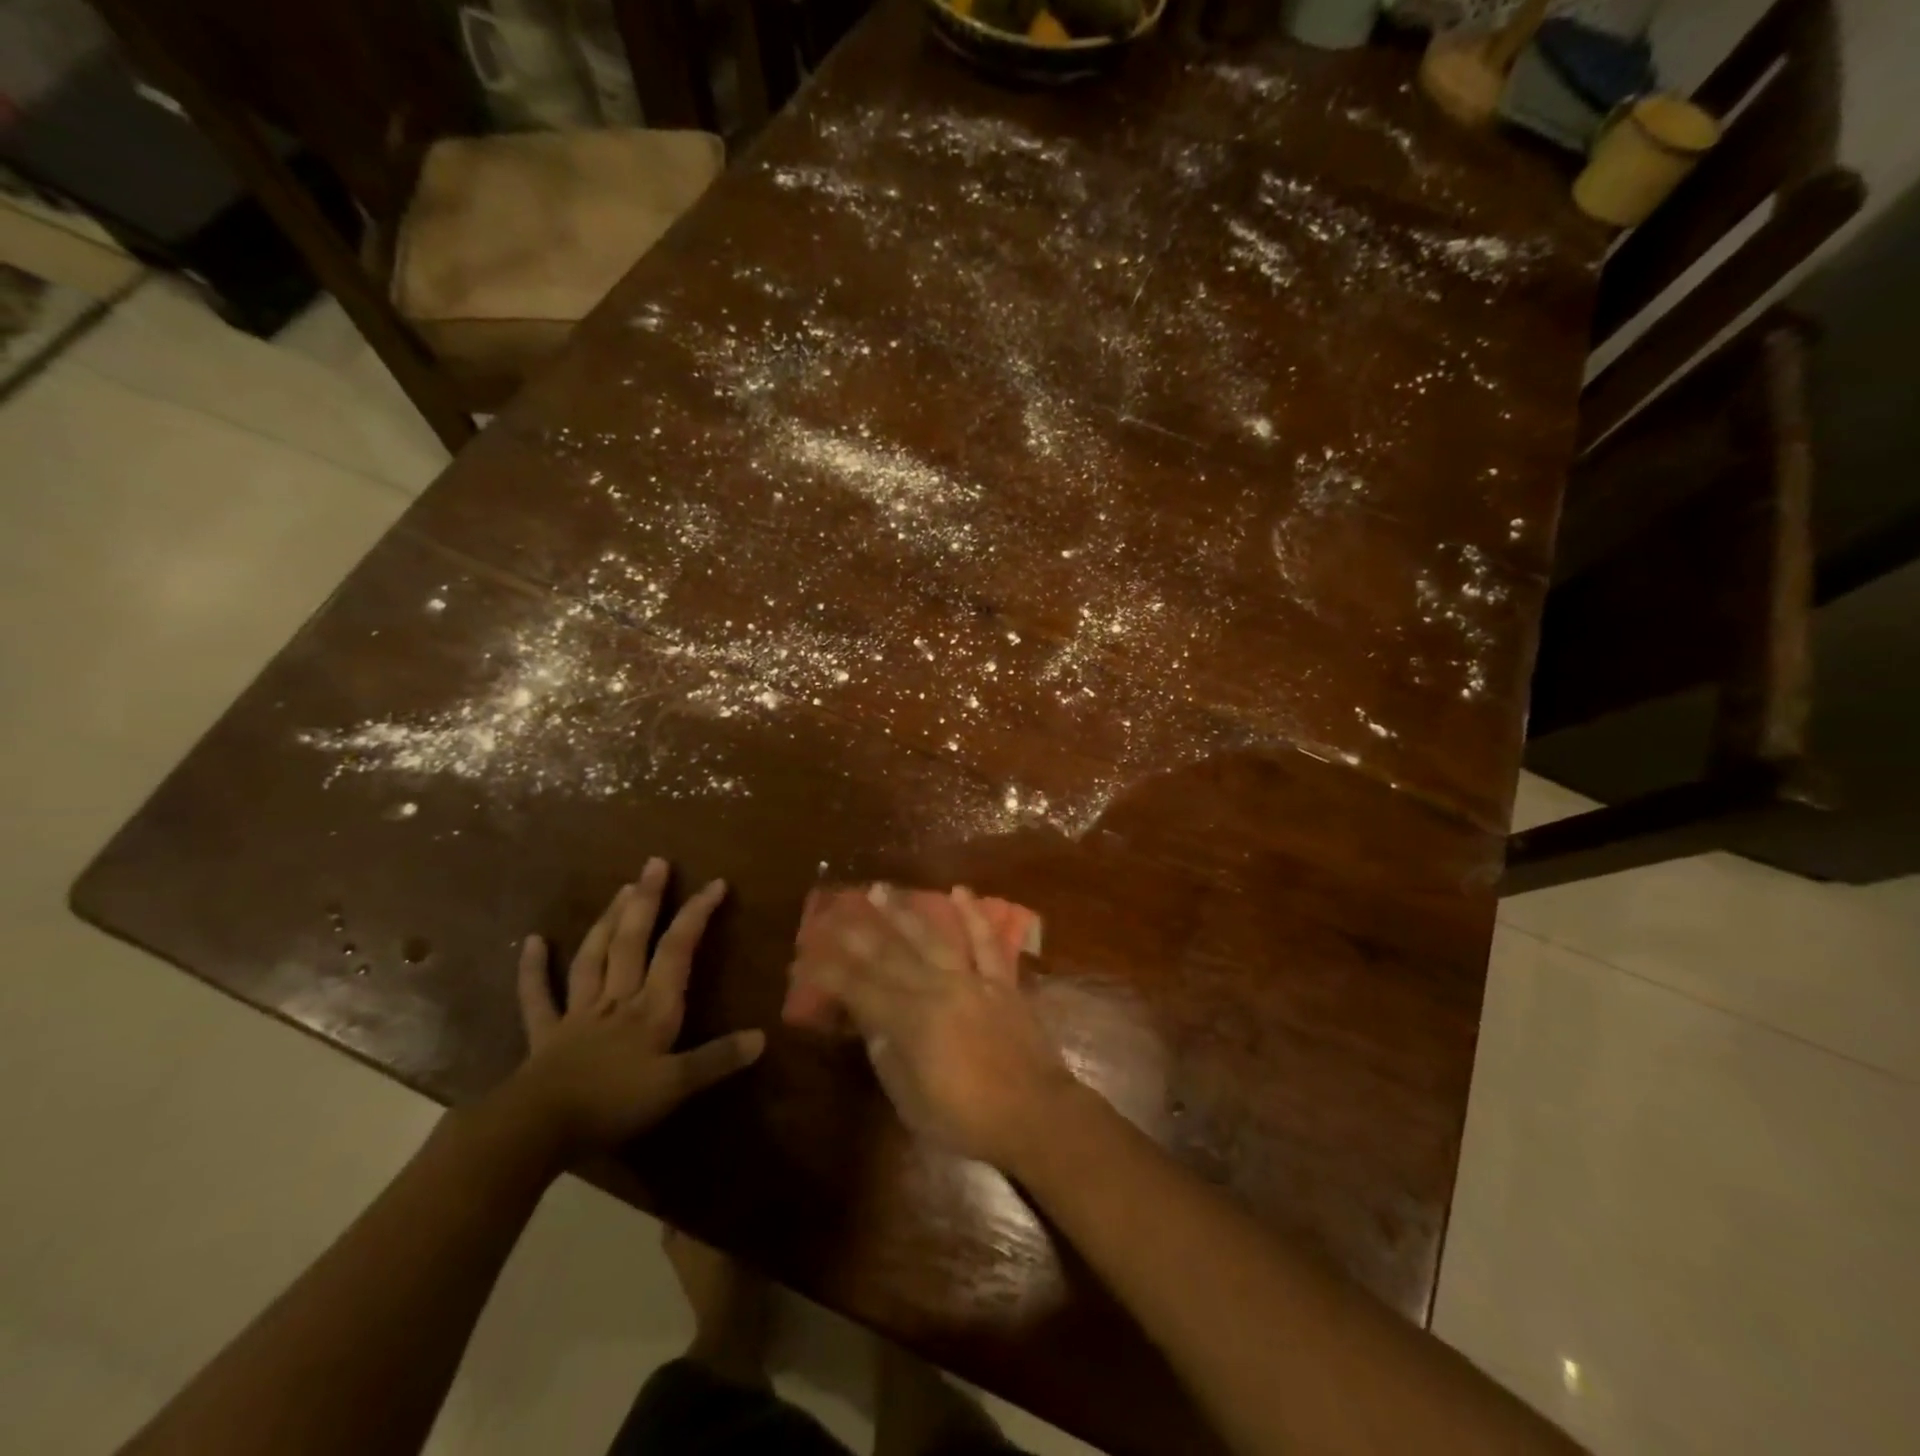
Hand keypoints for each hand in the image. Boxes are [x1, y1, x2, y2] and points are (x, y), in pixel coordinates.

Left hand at [505, 859, 764, 1157]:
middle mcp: (618, 999)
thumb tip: (762, 1037)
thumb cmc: (612, 1105)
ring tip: (621, 888)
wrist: (536, 1129)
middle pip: (632, 942)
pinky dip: (533, 969)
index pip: (677, 951)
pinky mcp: (545, 1034)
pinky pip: (538, 997)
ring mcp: (578, 1013)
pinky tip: (532, 942)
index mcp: (652, 1009)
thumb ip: (717, 1060)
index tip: (715, 883)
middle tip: (655, 863)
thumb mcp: (675, 1087)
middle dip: (647, 901)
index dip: (696, 915)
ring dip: (608, 921)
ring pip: (594, 957)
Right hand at [796, 886, 1080, 1168]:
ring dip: (904, 911)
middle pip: (889, 954)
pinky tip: (960, 890)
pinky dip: (974, 915)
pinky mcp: (1001, 980)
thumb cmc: (966, 1118)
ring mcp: (971, 979)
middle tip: (833, 908)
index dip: (828, 972)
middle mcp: (937, 989)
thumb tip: (868, 1021)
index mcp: (910, 1021)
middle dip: (856, 931)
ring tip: (881, 889)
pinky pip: (986, 942)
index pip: (857, 988)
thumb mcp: (911, 1099)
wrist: (1034, 1113)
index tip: (804, 958)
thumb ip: (887, 1055)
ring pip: (932, 937)